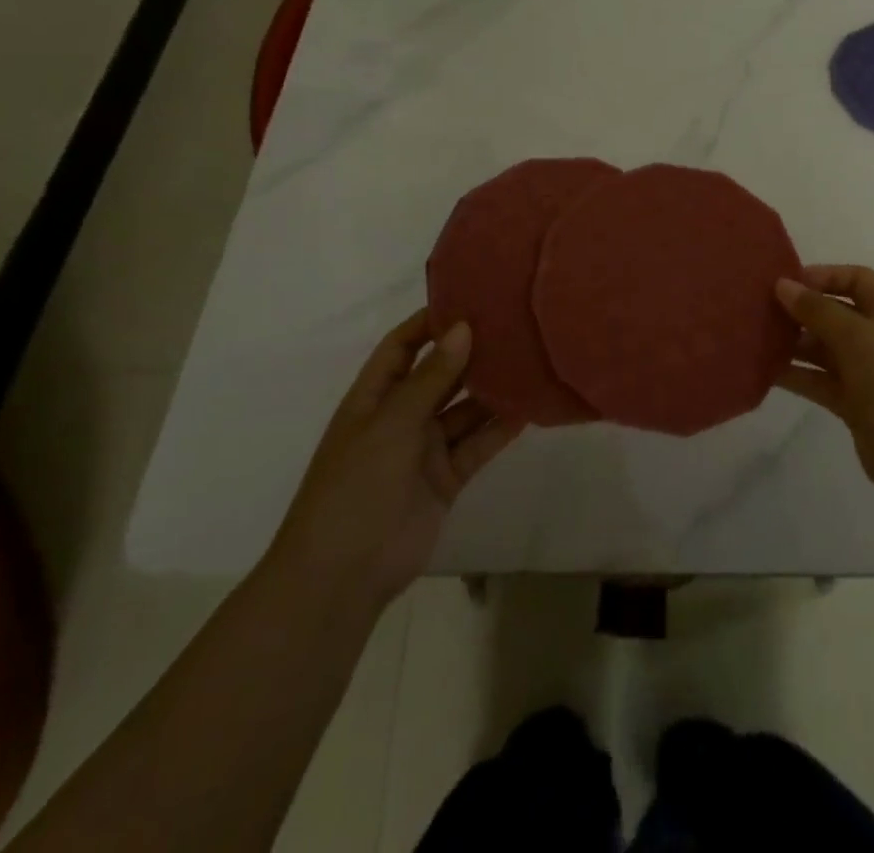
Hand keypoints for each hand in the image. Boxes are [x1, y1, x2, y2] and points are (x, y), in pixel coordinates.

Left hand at [270, 309, 520, 608]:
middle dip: (470, 352)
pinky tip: (528, 408)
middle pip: (440, 374)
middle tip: (513, 325)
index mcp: (374, 397)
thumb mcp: (391, 423)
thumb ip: (431, 377)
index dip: (429, 323)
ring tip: (530, 360)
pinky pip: (478, 444)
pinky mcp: (447, 477)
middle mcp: (401, 416)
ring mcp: (425, 448)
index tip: (469, 299)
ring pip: (465, 409)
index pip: (402, 346)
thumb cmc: (355, 485)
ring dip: (492, 390)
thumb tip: (463, 327)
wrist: (343, 575)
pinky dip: (500, 428)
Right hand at [775, 266, 873, 508]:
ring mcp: (869, 372)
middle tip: (760, 311)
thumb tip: (783, 285)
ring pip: (825, 348)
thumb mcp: (859, 339)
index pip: (856, 279)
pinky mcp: (856, 404)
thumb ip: (818, 310)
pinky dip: (796, 374)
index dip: (823, 276)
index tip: (785, 283)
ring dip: (794, 343)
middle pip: (836, 312)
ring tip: (756, 339)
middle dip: (801, 310)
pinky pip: (820, 380)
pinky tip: (765, 372)